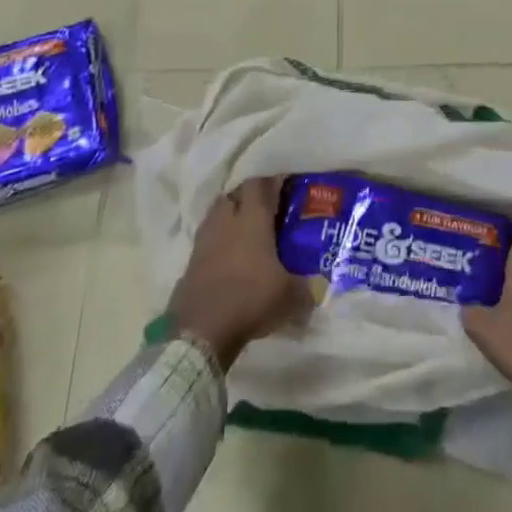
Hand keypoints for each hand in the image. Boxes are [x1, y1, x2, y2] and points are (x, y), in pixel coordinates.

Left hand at [168, 176, 311, 370]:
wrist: (201, 330)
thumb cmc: (250, 299)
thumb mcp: (290, 296)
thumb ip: (307, 286)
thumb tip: (320, 286)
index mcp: (252, 218)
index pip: (260, 183)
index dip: (272, 181)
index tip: (285, 187)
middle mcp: (226, 220)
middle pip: (236, 194)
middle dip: (250, 197)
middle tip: (267, 209)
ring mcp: (205, 239)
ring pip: (218, 214)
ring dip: (231, 217)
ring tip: (247, 232)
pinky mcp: (191, 261)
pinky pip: (208, 239)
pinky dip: (219, 242)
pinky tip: (230, 258)